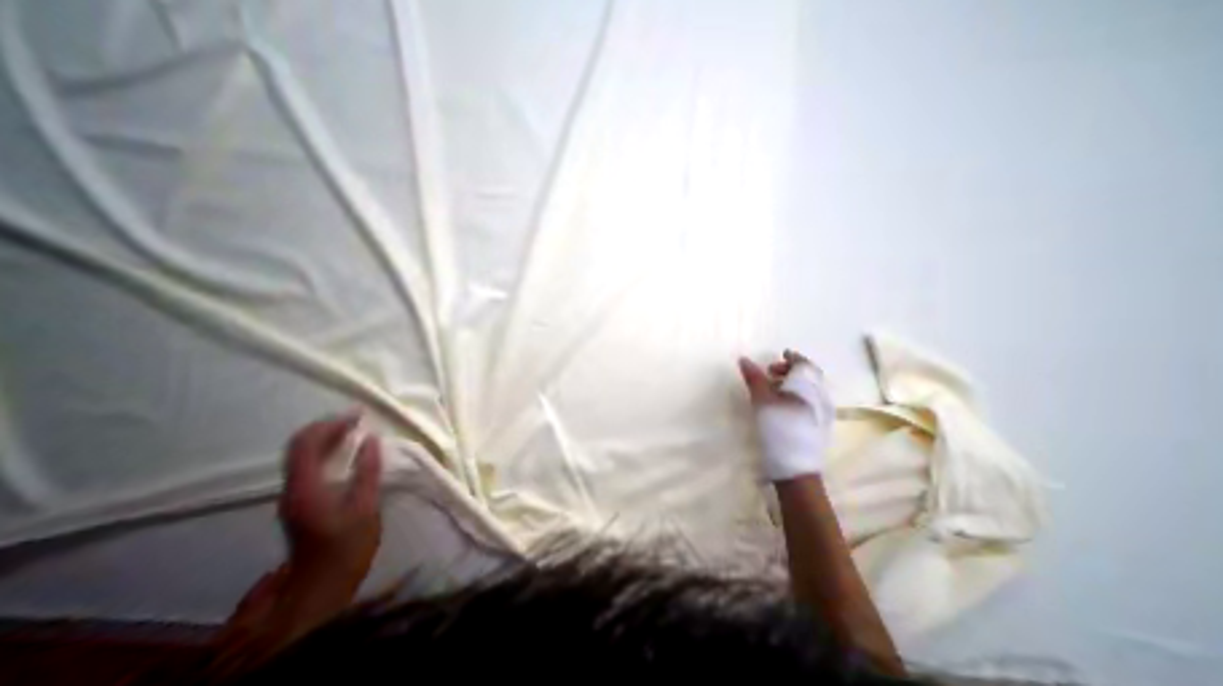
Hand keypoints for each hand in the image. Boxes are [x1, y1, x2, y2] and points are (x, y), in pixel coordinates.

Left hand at [278, 415, 380, 586]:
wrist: (323, 583)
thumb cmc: (349, 545)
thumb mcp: (366, 506)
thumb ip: (368, 470)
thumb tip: (371, 439)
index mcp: (306, 488)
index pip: (307, 444)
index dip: (331, 424)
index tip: (359, 414)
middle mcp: (292, 488)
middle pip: (300, 446)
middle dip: (328, 426)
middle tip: (358, 417)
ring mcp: (293, 495)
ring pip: (302, 454)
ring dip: (327, 437)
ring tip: (354, 428)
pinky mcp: (300, 500)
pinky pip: (308, 464)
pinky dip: (326, 450)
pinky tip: (346, 450)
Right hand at [741, 349, 835, 481]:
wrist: (796, 468)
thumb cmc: (778, 429)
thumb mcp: (762, 401)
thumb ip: (754, 378)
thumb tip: (744, 358)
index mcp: (808, 386)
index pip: (804, 363)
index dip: (792, 357)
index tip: (779, 355)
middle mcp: (820, 396)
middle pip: (810, 375)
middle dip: (791, 370)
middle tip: (771, 372)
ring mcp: (823, 412)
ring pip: (811, 389)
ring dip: (794, 383)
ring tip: (774, 389)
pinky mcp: (821, 426)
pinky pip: (812, 401)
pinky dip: (799, 395)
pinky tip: (785, 405)